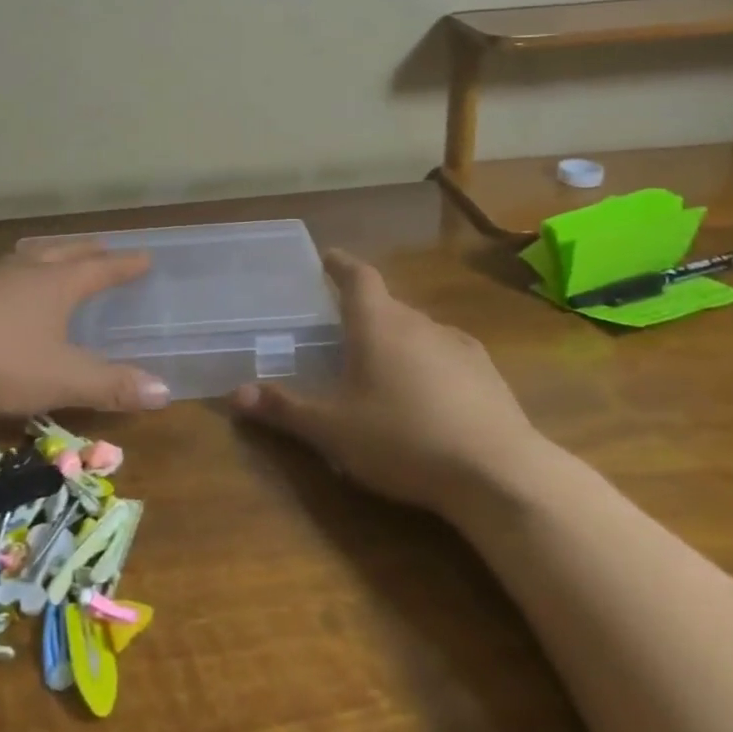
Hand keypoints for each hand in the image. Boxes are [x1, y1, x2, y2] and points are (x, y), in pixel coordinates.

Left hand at [0, 240, 172, 415]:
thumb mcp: (60, 379)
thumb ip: (110, 386)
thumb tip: (164, 391)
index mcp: (57, 284)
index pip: (101, 269)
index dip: (124, 265)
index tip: (144, 256)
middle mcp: (26, 270)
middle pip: (64, 252)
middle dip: (87, 251)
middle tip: (103, 248)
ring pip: (27, 255)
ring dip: (47, 254)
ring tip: (53, 256)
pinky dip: (13, 272)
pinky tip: (1, 288)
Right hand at [228, 249, 543, 511]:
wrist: (498, 473)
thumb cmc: (403, 440)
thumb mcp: (332, 431)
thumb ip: (284, 410)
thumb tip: (233, 395)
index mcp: (379, 324)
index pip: (358, 276)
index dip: (340, 264)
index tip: (327, 257)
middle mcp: (420, 323)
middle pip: (387, 304)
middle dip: (364, 311)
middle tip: (344, 331)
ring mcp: (460, 346)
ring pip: (419, 330)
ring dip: (398, 339)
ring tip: (383, 366)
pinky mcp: (488, 374)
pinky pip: (448, 355)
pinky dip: (430, 363)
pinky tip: (429, 394)